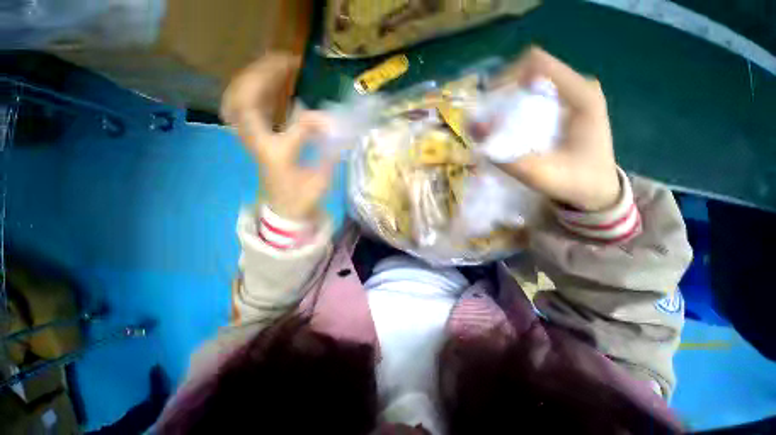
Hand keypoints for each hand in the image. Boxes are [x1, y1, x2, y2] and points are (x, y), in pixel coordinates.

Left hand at [222, 54, 334, 220]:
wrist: (283, 211)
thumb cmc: (303, 200)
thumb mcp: (321, 182)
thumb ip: (329, 155)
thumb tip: (336, 131)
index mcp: (278, 157)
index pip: (296, 128)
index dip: (315, 120)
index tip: (330, 122)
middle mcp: (259, 144)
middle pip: (247, 100)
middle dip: (266, 76)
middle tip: (288, 62)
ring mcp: (253, 140)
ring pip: (240, 100)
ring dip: (256, 79)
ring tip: (278, 66)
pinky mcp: (255, 139)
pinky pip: (244, 108)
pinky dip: (252, 91)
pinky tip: (268, 84)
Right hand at [492, 47, 620, 211]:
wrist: (598, 189)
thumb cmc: (575, 182)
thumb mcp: (539, 174)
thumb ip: (505, 157)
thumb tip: (475, 129)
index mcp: (581, 96)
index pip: (535, 63)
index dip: (504, 79)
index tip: (487, 106)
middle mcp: (578, 88)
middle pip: (530, 70)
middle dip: (502, 92)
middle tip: (488, 119)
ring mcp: (573, 95)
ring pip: (530, 82)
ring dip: (507, 100)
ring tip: (495, 125)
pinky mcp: (566, 105)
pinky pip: (534, 94)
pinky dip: (515, 107)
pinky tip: (509, 126)